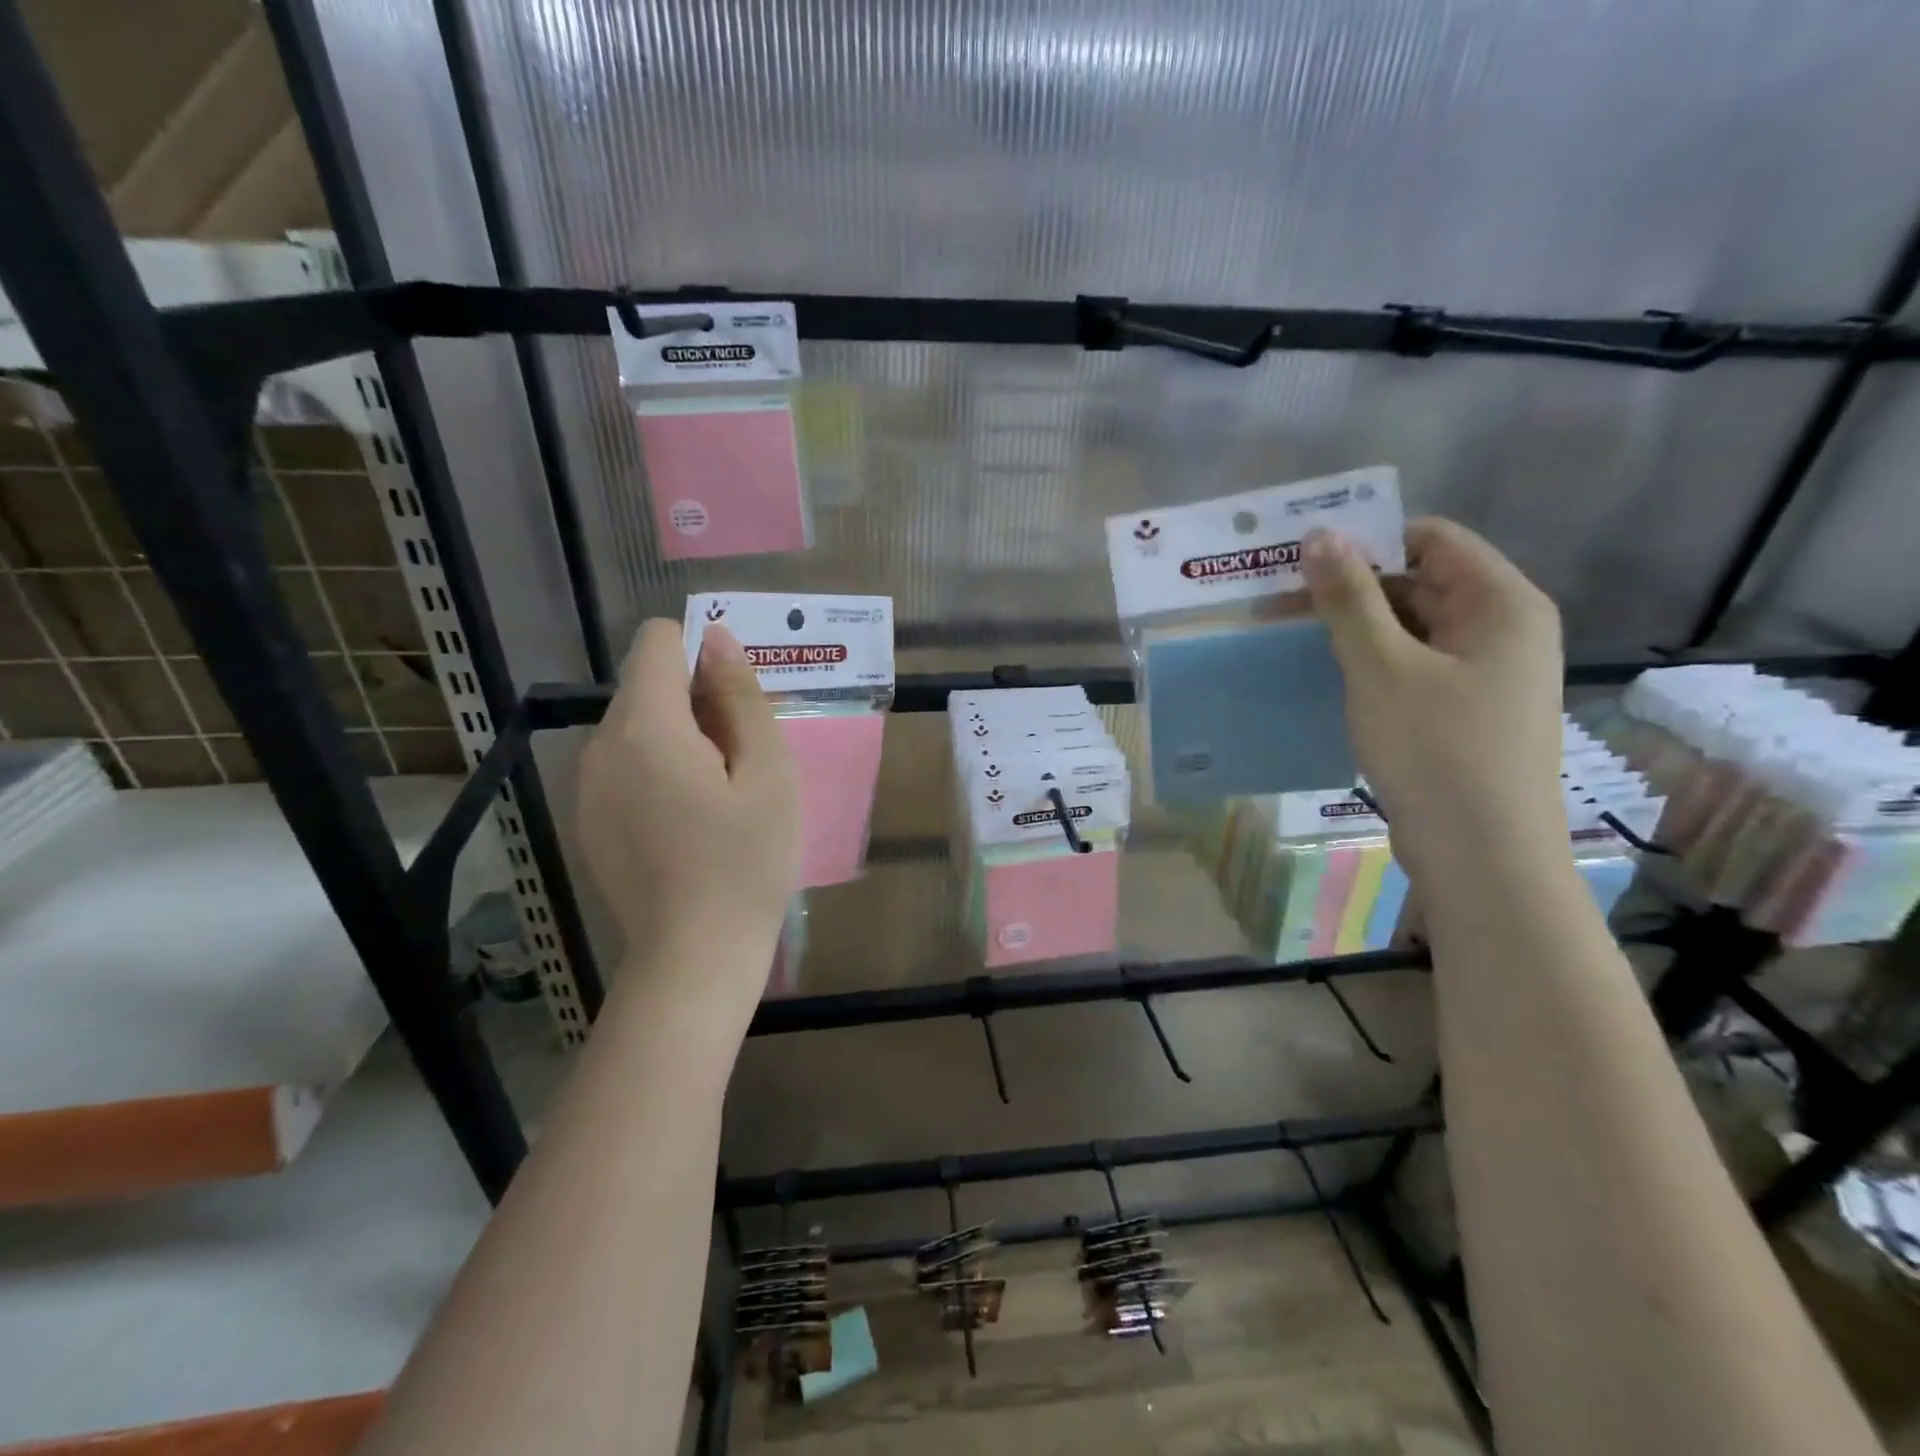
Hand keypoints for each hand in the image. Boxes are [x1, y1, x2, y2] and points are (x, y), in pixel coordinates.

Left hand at [576, 620, 799, 1018]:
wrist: (695, 957)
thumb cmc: (745, 861)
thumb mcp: (767, 773)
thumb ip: (740, 697)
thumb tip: (717, 639)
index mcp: (645, 726)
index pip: (657, 641)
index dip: (702, 654)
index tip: (736, 704)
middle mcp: (601, 745)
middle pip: (647, 685)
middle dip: (696, 703)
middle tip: (742, 762)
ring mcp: (588, 786)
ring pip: (637, 726)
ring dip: (681, 738)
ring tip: (720, 795)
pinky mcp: (589, 819)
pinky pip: (625, 765)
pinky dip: (659, 770)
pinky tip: (689, 822)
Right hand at [1303, 518, 1566, 881]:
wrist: (1481, 856)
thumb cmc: (1436, 751)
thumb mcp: (1381, 668)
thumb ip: (1348, 599)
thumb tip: (1320, 535)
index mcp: (1500, 603)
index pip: (1431, 538)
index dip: (1367, 541)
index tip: (1303, 561)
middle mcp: (1504, 628)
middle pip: (1422, 581)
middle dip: (1353, 588)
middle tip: (1282, 604)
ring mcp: (1488, 673)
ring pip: (1415, 628)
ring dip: (1358, 628)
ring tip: (1294, 639)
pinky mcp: (1468, 711)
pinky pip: (1417, 666)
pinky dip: (1374, 663)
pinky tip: (1331, 677)